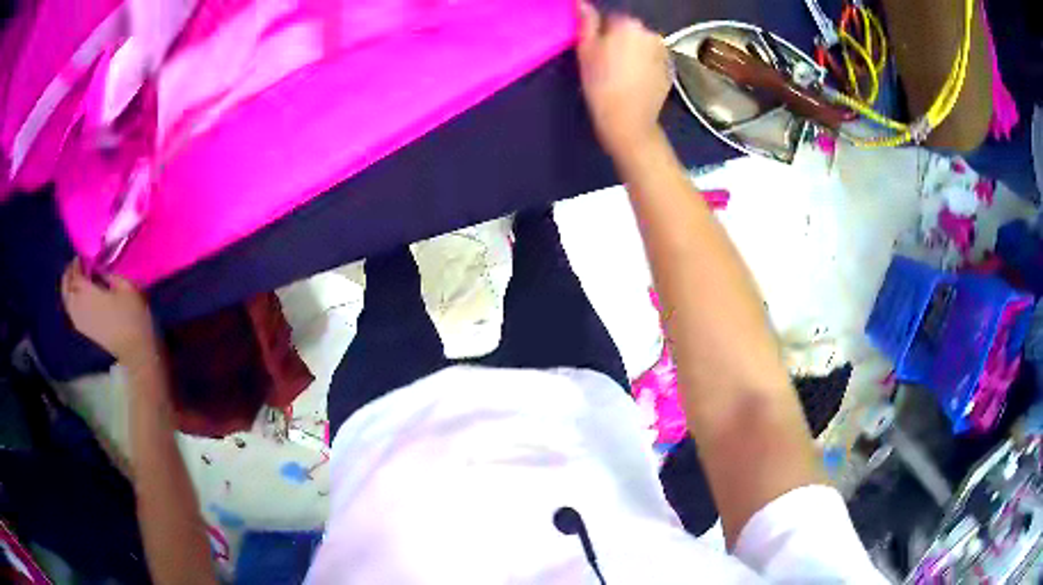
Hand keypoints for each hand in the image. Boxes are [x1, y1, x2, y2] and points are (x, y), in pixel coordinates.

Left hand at [61, 259, 156, 362]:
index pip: (76, 274)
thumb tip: (99, 267)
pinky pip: (71, 311)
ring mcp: (80, 320)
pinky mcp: (84, 329)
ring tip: (75, 278)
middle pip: (67, 287)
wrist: (134, 349)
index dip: (77, 263)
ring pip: (67, 300)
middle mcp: (80, 306)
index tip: (83, 254)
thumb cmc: (132, 316)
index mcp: (88, 294)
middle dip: (69, 274)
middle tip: (77, 264)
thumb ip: (109, 273)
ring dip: (68, 287)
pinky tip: (76, 296)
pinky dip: (70, 300)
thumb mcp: (125, 286)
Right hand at [576, 1, 670, 157]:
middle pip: (631, 31)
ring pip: (643, 45)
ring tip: (623, 74)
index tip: (597, 51)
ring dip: (635, 52)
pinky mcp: (670, 70)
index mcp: (629, 24)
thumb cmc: (601, 84)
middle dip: (621, 41)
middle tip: (608, 64)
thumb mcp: (585, 50)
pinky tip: (636, 81)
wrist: (628, 120)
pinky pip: (654, 60)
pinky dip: (646, 65)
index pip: (611, 19)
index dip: (601, 34)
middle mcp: (651, 33)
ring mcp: (664, 52)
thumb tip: (582, 3)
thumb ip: (586, 22)